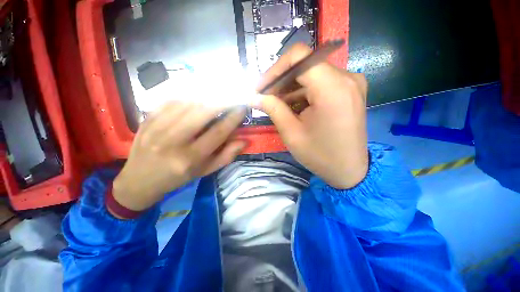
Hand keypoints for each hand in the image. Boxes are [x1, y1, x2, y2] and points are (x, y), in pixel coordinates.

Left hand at [112, 103, 246, 213]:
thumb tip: (244, 141)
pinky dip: (188, 94)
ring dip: (206, 95)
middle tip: (233, 95)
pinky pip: (171, 100)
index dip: (233, 119)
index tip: (242, 109)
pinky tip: (198, 94)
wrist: (139, 180)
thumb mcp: (205, 171)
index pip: (218, 132)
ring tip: (219, 92)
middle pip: (202, 112)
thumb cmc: (178, 177)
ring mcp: (157, 127)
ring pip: (187, 102)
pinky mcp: (147, 119)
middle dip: (222, 100)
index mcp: (190, 158)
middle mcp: (173, 141)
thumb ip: (226, 156)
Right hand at [255, 44, 368, 188]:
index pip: (299, 56)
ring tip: (276, 105)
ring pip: (312, 74)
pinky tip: (293, 106)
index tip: (261, 88)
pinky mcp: (350, 90)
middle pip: (305, 65)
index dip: (275, 69)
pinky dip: (304, 92)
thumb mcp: (292, 133)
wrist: (349, 170)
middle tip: (265, 98)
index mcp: (332, 87)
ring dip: (291, 88)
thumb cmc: (320, 155)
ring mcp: (351, 83)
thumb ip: (272, 109)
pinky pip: (321, 83)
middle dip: (281, 81)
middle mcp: (346, 77)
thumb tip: (254, 97)